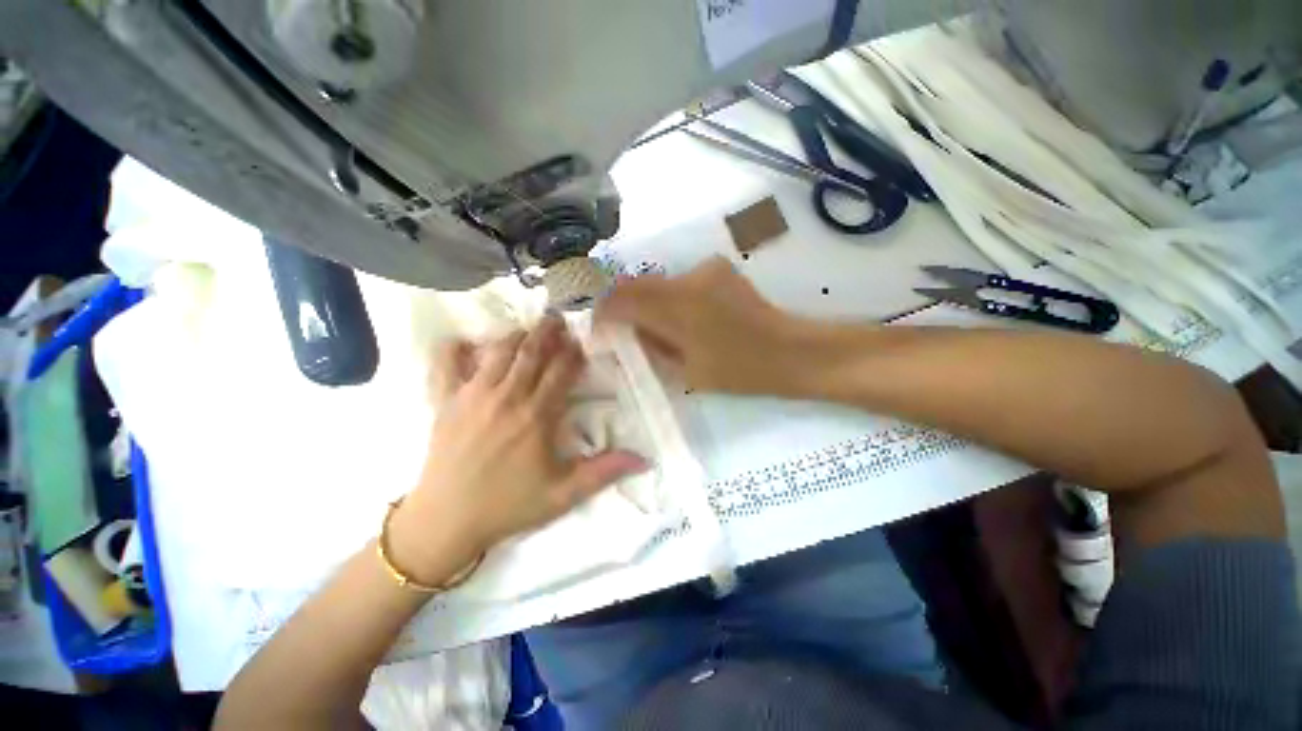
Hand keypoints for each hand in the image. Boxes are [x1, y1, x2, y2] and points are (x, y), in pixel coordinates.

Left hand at [390, 316, 646, 582]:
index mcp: (536, 416)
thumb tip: (645, 460)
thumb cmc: (509, 506)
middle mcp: (507, 397)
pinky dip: (453, 347)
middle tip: (558, 319)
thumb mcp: (564, 494)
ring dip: (516, 335)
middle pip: (531, 352)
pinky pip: (444, 363)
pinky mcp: (444, 401)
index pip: (561, 371)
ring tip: (527, 330)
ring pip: (497, 351)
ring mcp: (472, 395)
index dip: (573, 354)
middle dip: (548, 332)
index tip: (581, 343)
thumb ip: (604, 472)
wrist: (446, 521)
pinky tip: (463, 341)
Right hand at [597, 257, 814, 394]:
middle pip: (636, 284)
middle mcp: (687, 279)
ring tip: (653, 326)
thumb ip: (653, 346)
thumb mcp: (687, 371)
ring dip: (647, 301)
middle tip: (620, 328)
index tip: (598, 327)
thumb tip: (628, 332)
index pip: (621, 298)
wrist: (789, 351)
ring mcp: (705, 270)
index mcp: (678, 308)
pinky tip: (682, 317)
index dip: (603, 310)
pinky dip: (670, 297)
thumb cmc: (739, 371)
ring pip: (658, 282)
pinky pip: (680, 282)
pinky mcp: (718, 269)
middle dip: (622, 305)